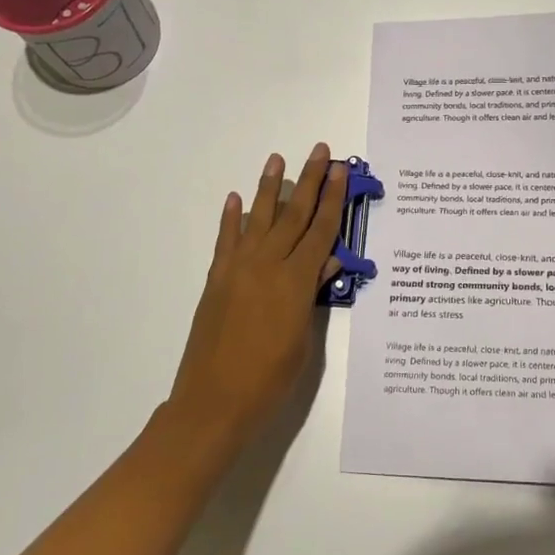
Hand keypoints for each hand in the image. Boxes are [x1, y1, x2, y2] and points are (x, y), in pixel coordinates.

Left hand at [167, 144, 347, 449]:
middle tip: (319, 150)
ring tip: (277, 159)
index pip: (320, 231)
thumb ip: (314, 294)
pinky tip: (237, 198)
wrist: (213, 403)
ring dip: (269, 187)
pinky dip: (231, 218)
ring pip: (258, 219)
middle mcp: (267, 266)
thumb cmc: (269, 380)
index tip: (340, 170)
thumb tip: (329, 259)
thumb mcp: (303, 340)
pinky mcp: (216, 280)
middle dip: (308, 181)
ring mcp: (237, 270)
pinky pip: (226, 240)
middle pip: (293, 215)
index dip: (333, 199)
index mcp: (295, 282)